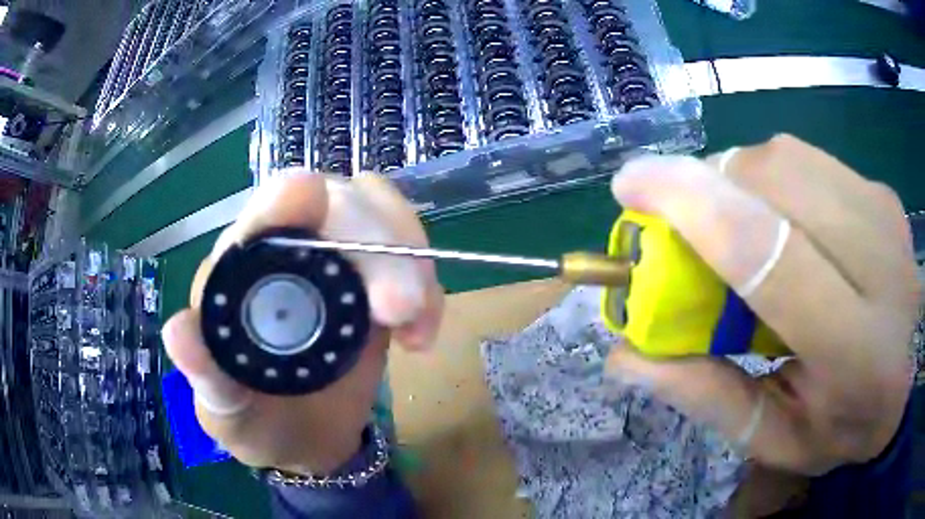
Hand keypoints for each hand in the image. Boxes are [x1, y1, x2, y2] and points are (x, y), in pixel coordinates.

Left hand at [161, 172, 442, 474]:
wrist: (307, 440)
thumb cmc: (258, 424)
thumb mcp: (227, 413)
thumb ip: (206, 378)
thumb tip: (177, 333)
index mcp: (240, 272)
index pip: (264, 211)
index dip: (286, 198)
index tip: (311, 197)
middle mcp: (289, 250)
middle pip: (339, 201)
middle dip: (375, 244)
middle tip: (400, 309)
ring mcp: (338, 260)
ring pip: (381, 212)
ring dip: (409, 258)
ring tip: (414, 325)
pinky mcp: (374, 280)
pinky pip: (409, 252)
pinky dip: (428, 285)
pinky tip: (420, 337)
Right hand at [606, 135, 918, 474]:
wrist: (908, 380)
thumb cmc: (845, 426)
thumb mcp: (776, 437)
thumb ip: (708, 396)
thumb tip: (624, 355)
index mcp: (859, 353)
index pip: (774, 256)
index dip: (695, 207)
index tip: (631, 184)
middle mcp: (882, 265)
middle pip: (777, 183)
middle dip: (709, 187)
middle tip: (681, 226)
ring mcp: (885, 214)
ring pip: (787, 158)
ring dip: (736, 180)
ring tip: (733, 227)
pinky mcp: (880, 191)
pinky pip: (806, 160)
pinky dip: (770, 179)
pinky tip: (777, 219)